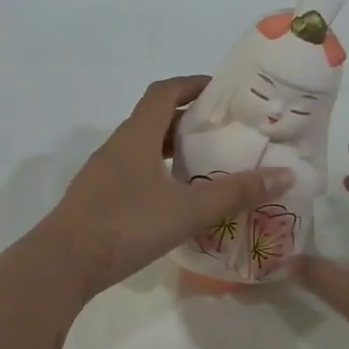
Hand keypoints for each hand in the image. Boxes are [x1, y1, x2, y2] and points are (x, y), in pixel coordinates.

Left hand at [39, 76, 294, 295]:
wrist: (64, 263)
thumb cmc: (127, 226)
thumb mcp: (188, 210)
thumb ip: (235, 193)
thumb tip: (284, 174)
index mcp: (137, 136)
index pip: (165, 92)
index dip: (193, 84)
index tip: (222, 91)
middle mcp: (117, 146)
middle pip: (155, 119)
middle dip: (189, 120)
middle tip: (224, 133)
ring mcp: (103, 174)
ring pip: (143, 149)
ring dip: (172, 150)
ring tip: (206, 166)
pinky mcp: (97, 199)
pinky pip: (133, 174)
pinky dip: (157, 175)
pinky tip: (174, 200)